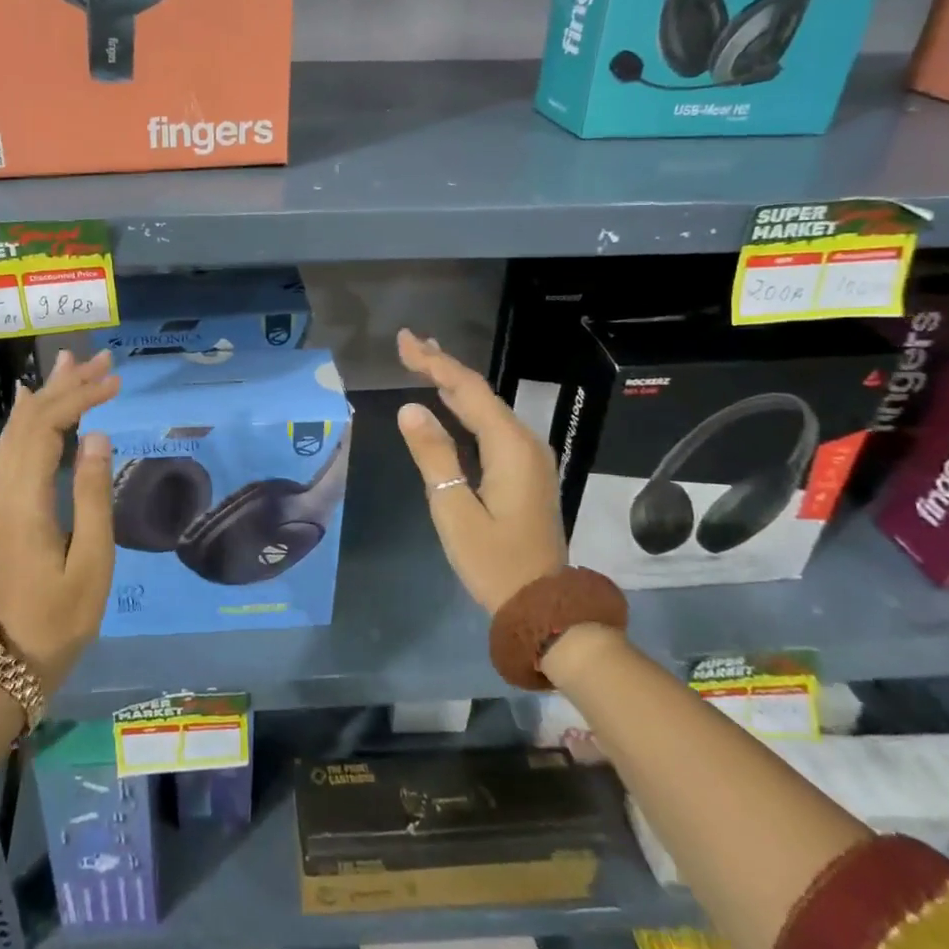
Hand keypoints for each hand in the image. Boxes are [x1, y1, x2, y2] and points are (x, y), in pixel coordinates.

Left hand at [0, 348, 120, 693]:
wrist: (13, 661)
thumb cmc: (62, 616)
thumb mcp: (93, 560)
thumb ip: (94, 494)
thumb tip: (98, 435)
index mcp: (24, 502)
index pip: (46, 428)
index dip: (79, 398)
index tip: (115, 381)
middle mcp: (1, 491)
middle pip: (27, 421)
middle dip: (64, 386)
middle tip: (99, 359)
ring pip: (15, 432)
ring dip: (45, 396)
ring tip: (70, 364)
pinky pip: (8, 449)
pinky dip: (26, 419)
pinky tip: (32, 404)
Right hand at [394, 329, 564, 612]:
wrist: (544, 606)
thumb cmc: (495, 562)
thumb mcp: (454, 510)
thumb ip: (434, 456)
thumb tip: (410, 409)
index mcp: (510, 446)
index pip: (467, 389)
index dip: (434, 361)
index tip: (404, 341)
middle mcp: (524, 442)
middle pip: (479, 393)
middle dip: (442, 365)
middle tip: (408, 344)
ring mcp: (528, 457)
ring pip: (486, 408)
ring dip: (453, 384)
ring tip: (424, 361)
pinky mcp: (524, 472)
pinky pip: (491, 426)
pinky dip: (465, 408)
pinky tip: (449, 404)